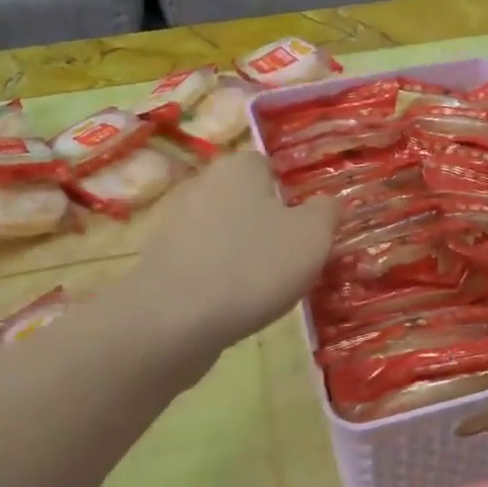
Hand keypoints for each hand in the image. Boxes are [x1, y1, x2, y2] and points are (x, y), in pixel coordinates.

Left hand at [132, 150, 337, 354]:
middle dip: (267, 225)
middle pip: (246, 201)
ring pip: (223, 233)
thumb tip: (327, 203)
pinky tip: (233, 304)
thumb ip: (326, 212)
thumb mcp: (312, 237)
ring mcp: (175, 224)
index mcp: (238, 168)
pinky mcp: (160, 262)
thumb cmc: (254, 266)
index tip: (307, 227)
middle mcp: (201, 185)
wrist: (175, 320)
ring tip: (265, 288)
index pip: (269, 167)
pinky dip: (219, 278)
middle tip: (293, 259)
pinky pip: (202, 262)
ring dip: (242, 253)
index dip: (291, 194)